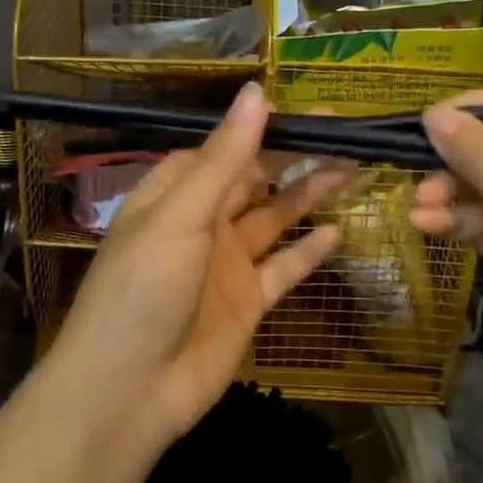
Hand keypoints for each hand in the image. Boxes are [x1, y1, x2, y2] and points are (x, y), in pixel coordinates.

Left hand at [51, 83, 346, 448]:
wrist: (129, 390)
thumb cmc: (144, 287)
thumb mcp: (182, 213)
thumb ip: (225, 157)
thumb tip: (257, 92)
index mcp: (174, 194)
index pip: (224, 148)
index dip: (263, 128)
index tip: (308, 110)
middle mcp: (201, 223)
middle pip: (254, 180)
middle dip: (294, 157)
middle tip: (345, 134)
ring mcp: (225, 264)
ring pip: (275, 219)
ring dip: (309, 195)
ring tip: (353, 168)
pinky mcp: (247, 303)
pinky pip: (283, 269)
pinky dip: (308, 251)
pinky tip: (338, 230)